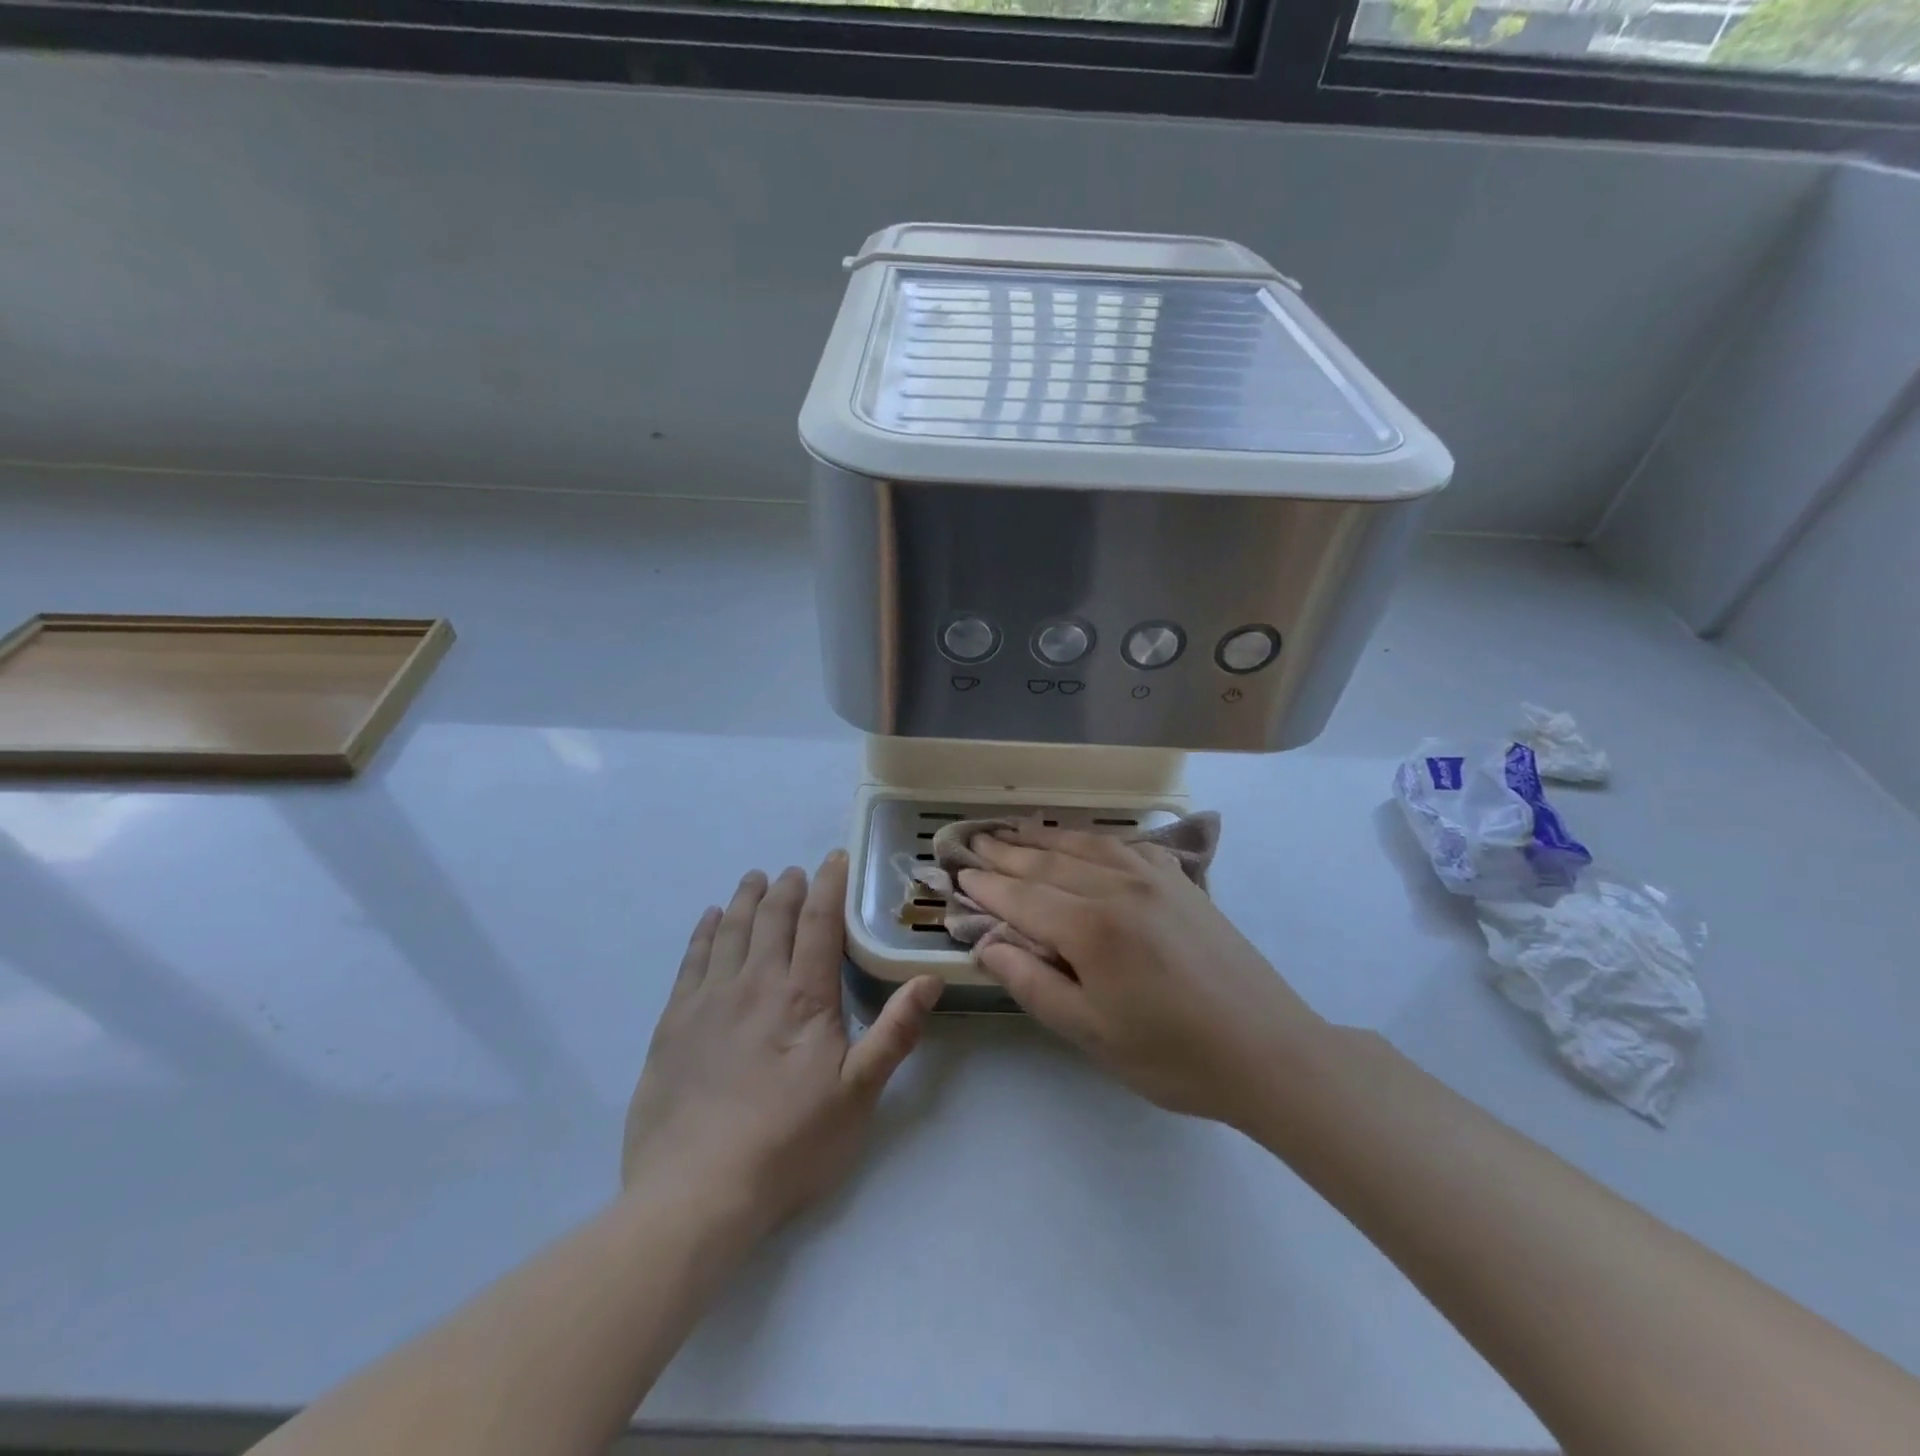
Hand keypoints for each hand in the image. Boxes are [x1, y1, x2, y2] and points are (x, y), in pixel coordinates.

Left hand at [621, 851, 941, 1232]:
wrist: (696, 1193)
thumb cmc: (789, 1144)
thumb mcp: (858, 1094)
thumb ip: (895, 1032)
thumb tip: (930, 978)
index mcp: (803, 996)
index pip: (819, 921)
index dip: (829, 884)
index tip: (835, 859)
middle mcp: (755, 983)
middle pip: (772, 917)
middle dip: (787, 887)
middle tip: (796, 871)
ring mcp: (709, 1000)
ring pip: (731, 930)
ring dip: (746, 898)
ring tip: (755, 878)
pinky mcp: (675, 1023)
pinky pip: (692, 959)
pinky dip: (704, 931)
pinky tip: (710, 919)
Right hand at [958, 823, 1323, 1126]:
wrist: (1268, 1051)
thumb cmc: (1172, 1055)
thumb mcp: (1090, 1033)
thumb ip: (1032, 984)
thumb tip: (988, 945)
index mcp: (1091, 928)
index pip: (1022, 896)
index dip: (987, 885)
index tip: (958, 873)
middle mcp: (1118, 887)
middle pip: (1048, 861)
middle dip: (1006, 851)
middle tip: (974, 840)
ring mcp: (1154, 877)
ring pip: (1085, 844)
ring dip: (1044, 837)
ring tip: (1014, 830)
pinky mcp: (1182, 881)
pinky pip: (1125, 846)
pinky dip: (1093, 839)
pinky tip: (1085, 842)